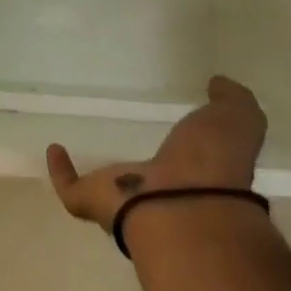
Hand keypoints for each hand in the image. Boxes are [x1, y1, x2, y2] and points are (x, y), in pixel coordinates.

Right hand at [47, 75, 265, 231]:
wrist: (183, 205)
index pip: (194, 169)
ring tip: (86, 149)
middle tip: (128, 146)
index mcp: (200, 180)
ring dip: (100, 176)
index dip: (189, 157)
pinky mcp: (92, 200)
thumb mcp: (237, 120)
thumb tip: (219, 84)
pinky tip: (54, 148)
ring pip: (111, 190)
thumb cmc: (212, 164)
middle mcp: (162, 196)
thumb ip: (233, 101)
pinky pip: (71, 188)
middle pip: (149, 184)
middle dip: (142, 172)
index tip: (180, 136)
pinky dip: (60, 171)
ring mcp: (126, 201)